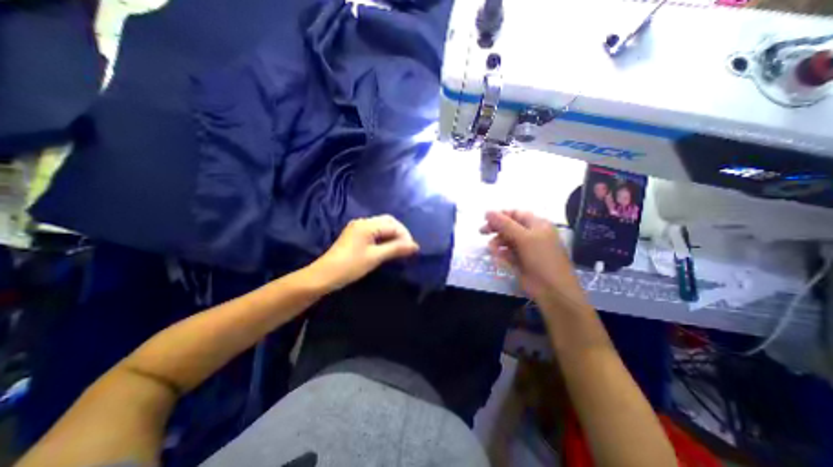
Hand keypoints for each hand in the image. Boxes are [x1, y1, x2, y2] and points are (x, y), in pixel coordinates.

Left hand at [307, 213, 420, 291]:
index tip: (412, 250)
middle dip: (400, 233)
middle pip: (388, 222)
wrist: (324, 275)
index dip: (405, 236)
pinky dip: (384, 237)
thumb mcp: (375, 257)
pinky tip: (388, 247)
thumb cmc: (350, 266)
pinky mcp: (355, 234)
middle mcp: (363, 222)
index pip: (393, 225)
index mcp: (367, 225)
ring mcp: (358, 227)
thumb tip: (415, 246)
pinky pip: (375, 231)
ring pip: (382, 226)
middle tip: (407, 248)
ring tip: (400, 249)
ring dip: (393, 235)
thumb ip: (396, 249)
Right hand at [478, 212, 587, 312]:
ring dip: (497, 243)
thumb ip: (505, 224)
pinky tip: (498, 258)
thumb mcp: (524, 238)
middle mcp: (532, 234)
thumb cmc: (542, 259)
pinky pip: (507, 253)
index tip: (485, 219)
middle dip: (496, 228)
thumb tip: (488, 212)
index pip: (516, 214)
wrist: (553, 290)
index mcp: (537, 224)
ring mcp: (526, 248)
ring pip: (507, 240)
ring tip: (492, 250)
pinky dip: (501, 254)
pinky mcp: (521, 261)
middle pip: (509, 226)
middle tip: (482, 232)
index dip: (500, 215)